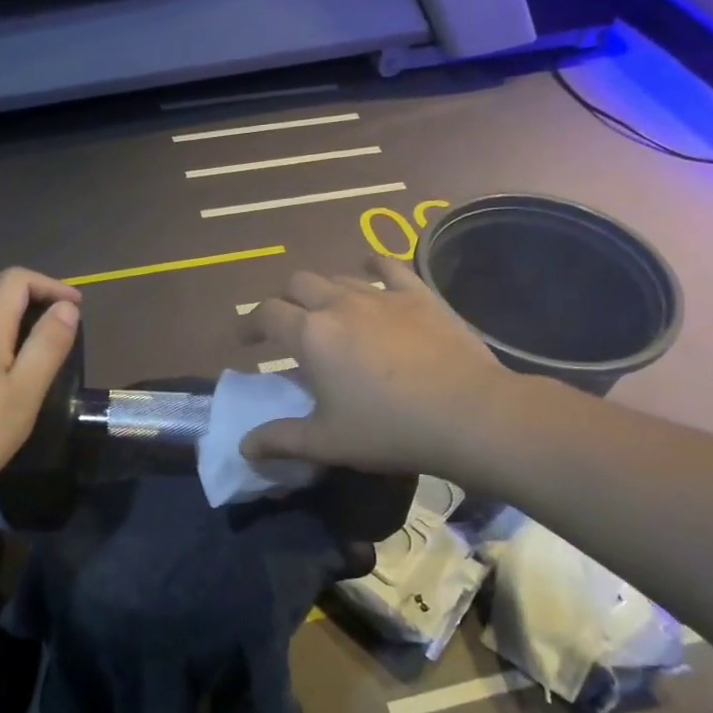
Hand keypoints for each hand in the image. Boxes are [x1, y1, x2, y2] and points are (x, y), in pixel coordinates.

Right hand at [238, 256, 507, 481]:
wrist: (468, 414)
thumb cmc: (388, 429)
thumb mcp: (326, 441)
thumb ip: (280, 439)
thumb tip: (244, 446)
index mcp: (310, 335)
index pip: (266, 314)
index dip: (250, 323)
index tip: (246, 340)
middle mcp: (339, 303)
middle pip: (298, 284)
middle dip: (285, 300)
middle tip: (287, 325)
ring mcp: (381, 294)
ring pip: (338, 276)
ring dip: (323, 289)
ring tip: (327, 310)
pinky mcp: (419, 295)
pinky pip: (388, 266)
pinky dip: (372, 266)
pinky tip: (369, 269)